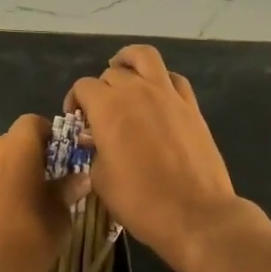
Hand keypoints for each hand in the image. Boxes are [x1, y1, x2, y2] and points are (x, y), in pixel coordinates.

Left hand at [0, 114, 72, 271]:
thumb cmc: (27, 245)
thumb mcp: (59, 218)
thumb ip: (67, 190)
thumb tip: (80, 178)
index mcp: (15, 149)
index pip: (33, 123)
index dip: (50, 136)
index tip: (64, 159)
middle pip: (13, 142)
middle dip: (31, 157)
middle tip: (50, 184)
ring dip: (11, 174)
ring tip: (27, 205)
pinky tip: (5, 219)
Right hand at [68, 45, 239, 268]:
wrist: (195, 215)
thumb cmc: (140, 201)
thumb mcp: (101, 180)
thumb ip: (94, 151)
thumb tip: (96, 140)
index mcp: (108, 108)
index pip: (83, 87)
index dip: (75, 101)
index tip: (77, 121)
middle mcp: (136, 91)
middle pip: (111, 73)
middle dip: (100, 89)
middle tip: (100, 113)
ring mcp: (167, 95)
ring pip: (144, 56)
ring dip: (129, 61)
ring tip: (124, 75)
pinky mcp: (191, 106)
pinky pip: (174, 78)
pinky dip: (161, 80)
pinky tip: (156, 96)